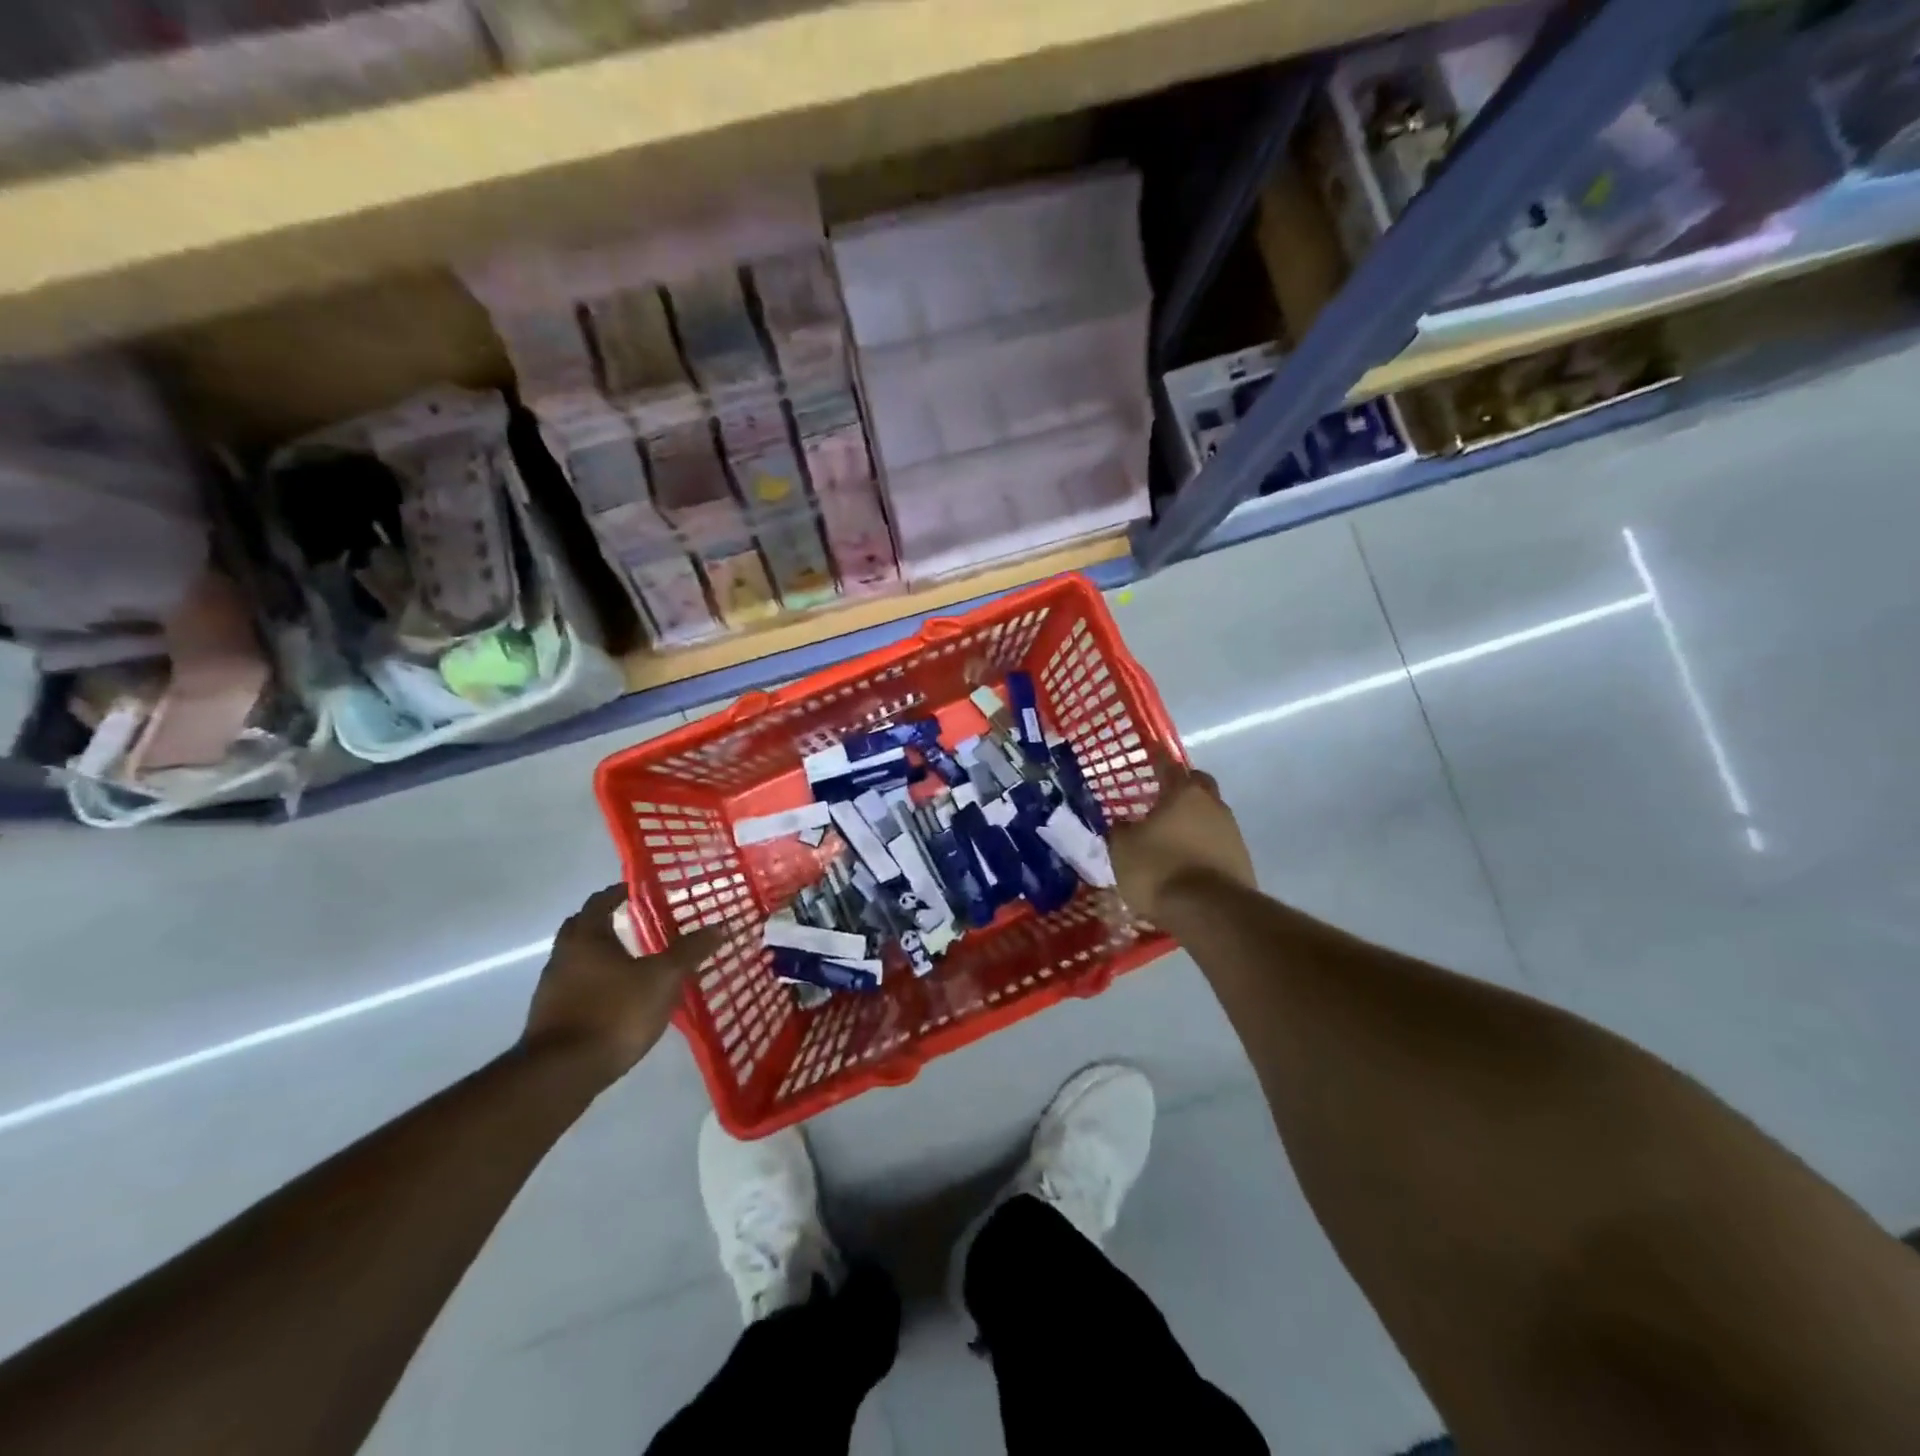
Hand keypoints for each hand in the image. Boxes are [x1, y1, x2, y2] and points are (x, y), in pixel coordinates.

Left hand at [521, 884, 722, 1083]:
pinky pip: (576, 987)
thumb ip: (689, 951)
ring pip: (578, 959)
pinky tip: (618, 997)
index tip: (638, 889)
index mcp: (587, 937)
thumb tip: (719, 926)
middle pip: (583, 928)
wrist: (562, 1073)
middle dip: (606, 921)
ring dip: (601, 954)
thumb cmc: (615, 1012)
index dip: (619, 892)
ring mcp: (552, 988)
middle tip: (635, 920)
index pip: (600, 901)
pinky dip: (596, 982)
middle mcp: (563, 956)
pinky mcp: (551, 1017)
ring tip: (633, 960)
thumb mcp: (663, 978)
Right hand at [1110, 761, 1256, 922]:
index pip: (1168, 765)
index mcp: (1183, 792)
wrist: (1210, 913)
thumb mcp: (1123, 849)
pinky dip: (1202, 848)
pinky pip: (1217, 844)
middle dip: (1182, 789)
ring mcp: (1232, 833)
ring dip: (1193, 822)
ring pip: (1210, 816)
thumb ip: (1121, 830)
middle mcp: (1213, 805)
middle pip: (1198, 786)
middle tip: (1161, 800)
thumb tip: (1125, 824)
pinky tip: (1186, 863)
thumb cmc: (1159, 869)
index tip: (1149, 755)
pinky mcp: (1242, 861)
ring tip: (1171, 838)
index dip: (1157, 759)